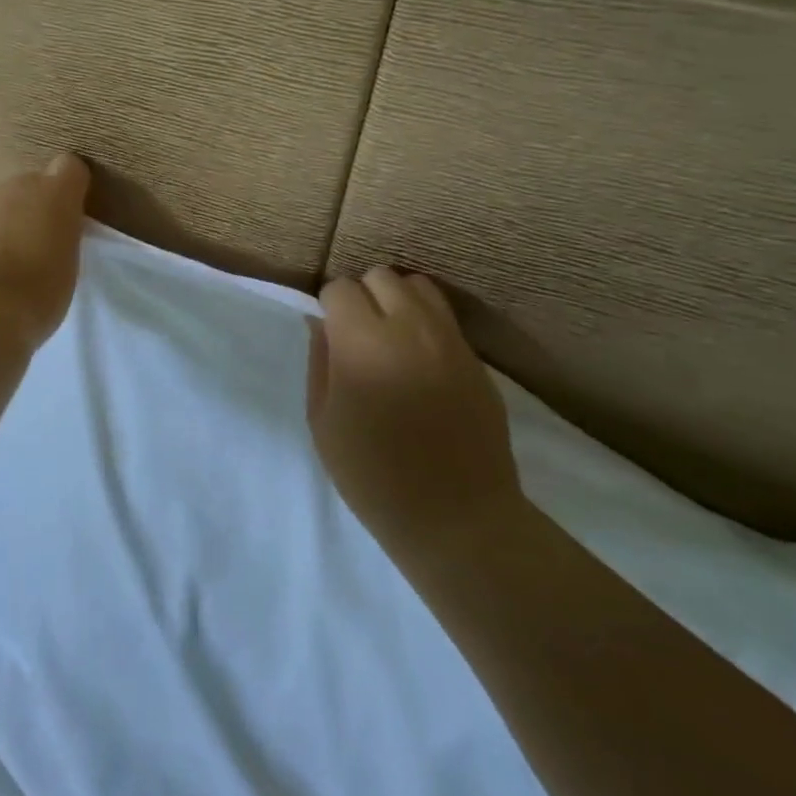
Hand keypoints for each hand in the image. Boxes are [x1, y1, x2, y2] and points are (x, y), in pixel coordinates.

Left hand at [0, 154, 90, 348]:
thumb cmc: (38, 293)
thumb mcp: (69, 264)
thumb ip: (62, 235)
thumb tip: (51, 228)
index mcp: (54, 193)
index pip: (69, 168)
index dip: (68, 189)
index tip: (67, 218)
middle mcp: (14, 186)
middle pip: (27, 187)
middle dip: (30, 209)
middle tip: (32, 248)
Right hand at [308, 267, 522, 556]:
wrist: (458, 519)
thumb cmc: (374, 476)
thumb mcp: (323, 422)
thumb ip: (320, 362)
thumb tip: (321, 324)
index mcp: (363, 343)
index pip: (340, 288)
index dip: (329, 307)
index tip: (330, 335)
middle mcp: (409, 328)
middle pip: (380, 276)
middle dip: (362, 295)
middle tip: (358, 334)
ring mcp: (449, 341)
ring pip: (418, 286)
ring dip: (397, 300)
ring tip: (391, 336)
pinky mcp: (476, 360)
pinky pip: (446, 318)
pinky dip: (426, 323)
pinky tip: (420, 360)